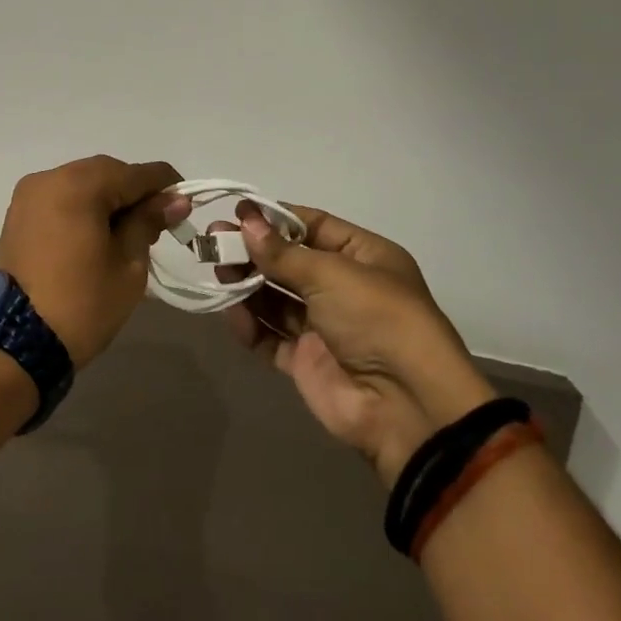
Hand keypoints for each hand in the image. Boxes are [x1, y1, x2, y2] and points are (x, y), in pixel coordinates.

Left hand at [0, 156, 190, 367]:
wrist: (15, 341)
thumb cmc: (82, 303)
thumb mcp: (128, 265)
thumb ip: (149, 222)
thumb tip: (174, 200)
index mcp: (79, 185)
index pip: (134, 173)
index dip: (165, 185)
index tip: (186, 202)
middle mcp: (50, 178)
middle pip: (105, 173)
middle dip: (134, 191)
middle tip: (159, 221)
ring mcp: (29, 195)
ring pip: (81, 183)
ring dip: (108, 198)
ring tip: (130, 230)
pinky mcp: (18, 214)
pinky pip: (61, 198)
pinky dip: (83, 207)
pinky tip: (99, 231)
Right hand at [226, 205, 494, 484]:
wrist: (406, 407)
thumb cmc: (376, 318)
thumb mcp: (331, 274)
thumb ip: (282, 252)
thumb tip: (245, 220)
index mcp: (363, 257)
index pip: (312, 225)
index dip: (275, 219)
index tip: (237, 212)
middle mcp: (344, 288)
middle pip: (289, 261)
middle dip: (253, 251)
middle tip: (213, 243)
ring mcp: (324, 326)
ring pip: (276, 297)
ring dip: (247, 284)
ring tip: (217, 273)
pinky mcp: (307, 361)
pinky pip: (271, 336)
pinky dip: (251, 325)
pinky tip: (232, 314)